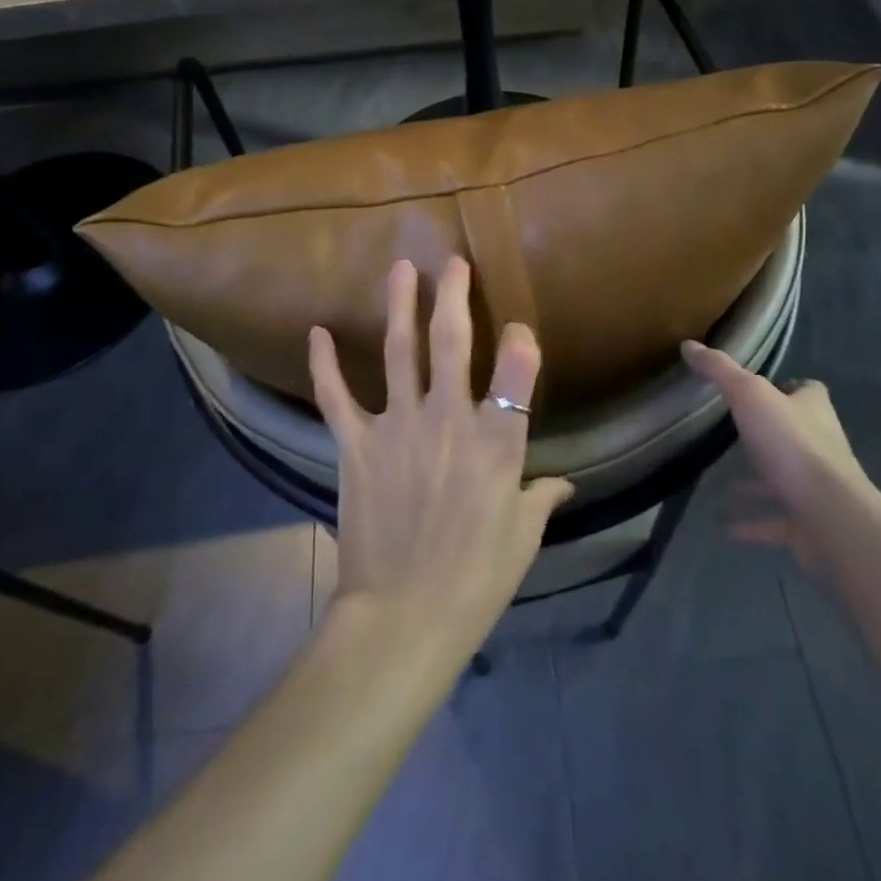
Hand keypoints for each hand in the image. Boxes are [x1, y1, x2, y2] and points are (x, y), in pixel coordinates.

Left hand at [309, 257, 573, 661]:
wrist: (403, 618)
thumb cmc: (476, 580)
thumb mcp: (523, 538)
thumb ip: (541, 498)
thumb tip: (564, 483)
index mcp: (496, 442)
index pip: (517, 372)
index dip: (521, 343)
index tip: (518, 329)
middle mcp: (448, 419)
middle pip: (453, 342)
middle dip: (455, 295)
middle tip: (453, 262)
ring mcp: (398, 427)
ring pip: (400, 352)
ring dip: (400, 306)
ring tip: (400, 269)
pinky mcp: (357, 445)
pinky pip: (337, 397)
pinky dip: (324, 365)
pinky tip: (316, 333)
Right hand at [681, 340, 867, 568]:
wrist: (830, 516)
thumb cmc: (791, 445)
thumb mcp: (749, 395)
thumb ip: (719, 370)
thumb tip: (689, 345)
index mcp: (813, 409)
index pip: (807, 390)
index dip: (788, 387)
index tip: (759, 389)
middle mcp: (821, 444)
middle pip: (796, 432)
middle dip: (767, 433)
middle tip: (731, 432)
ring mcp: (816, 487)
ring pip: (783, 479)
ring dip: (756, 482)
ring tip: (721, 482)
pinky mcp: (809, 522)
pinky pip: (775, 520)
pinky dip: (752, 522)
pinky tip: (724, 525)